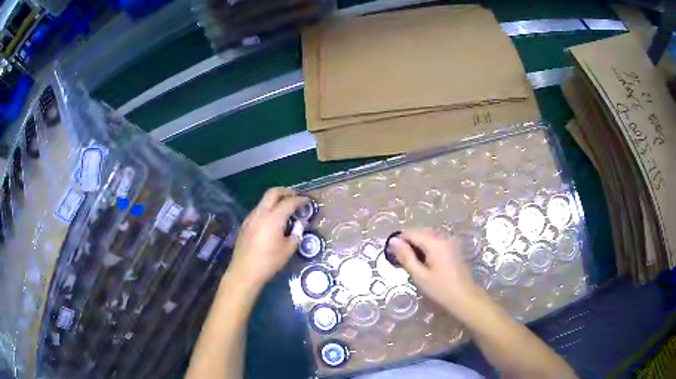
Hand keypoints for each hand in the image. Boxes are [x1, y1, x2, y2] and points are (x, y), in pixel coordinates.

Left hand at [227, 188, 307, 289]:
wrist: (244, 272)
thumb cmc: (269, 262)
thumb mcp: (288, 250)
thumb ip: (296, 234)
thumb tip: (299, 225)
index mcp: (273, 218)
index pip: (289, 202)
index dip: (300, 199)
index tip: (308, 200)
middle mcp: (261, 213)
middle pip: (273, 192)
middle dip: (286, 191)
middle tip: (296, 197)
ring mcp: (250, 217)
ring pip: (264, 200)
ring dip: (276, 200)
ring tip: (285, 208)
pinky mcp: (245, 224)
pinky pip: (258, 210)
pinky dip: (268, 209)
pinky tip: (273, 220)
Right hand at [387, 228, 483, 313]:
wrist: (464, 297)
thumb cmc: (440, 288)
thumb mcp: (419, 275)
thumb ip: (406, 257)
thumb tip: (393, 241)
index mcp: (434, 242)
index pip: (411, 233)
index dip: (399, 241)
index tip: (392, 254)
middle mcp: (443, 236)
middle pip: (421, 231)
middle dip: (409, 241)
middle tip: (400, 259)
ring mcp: (450, 241)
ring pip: (429, 235)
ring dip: (418, 243)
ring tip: (411, 260)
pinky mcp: (454, 247)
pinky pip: (436, 240)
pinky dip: (427, 246)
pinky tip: (424, 260)